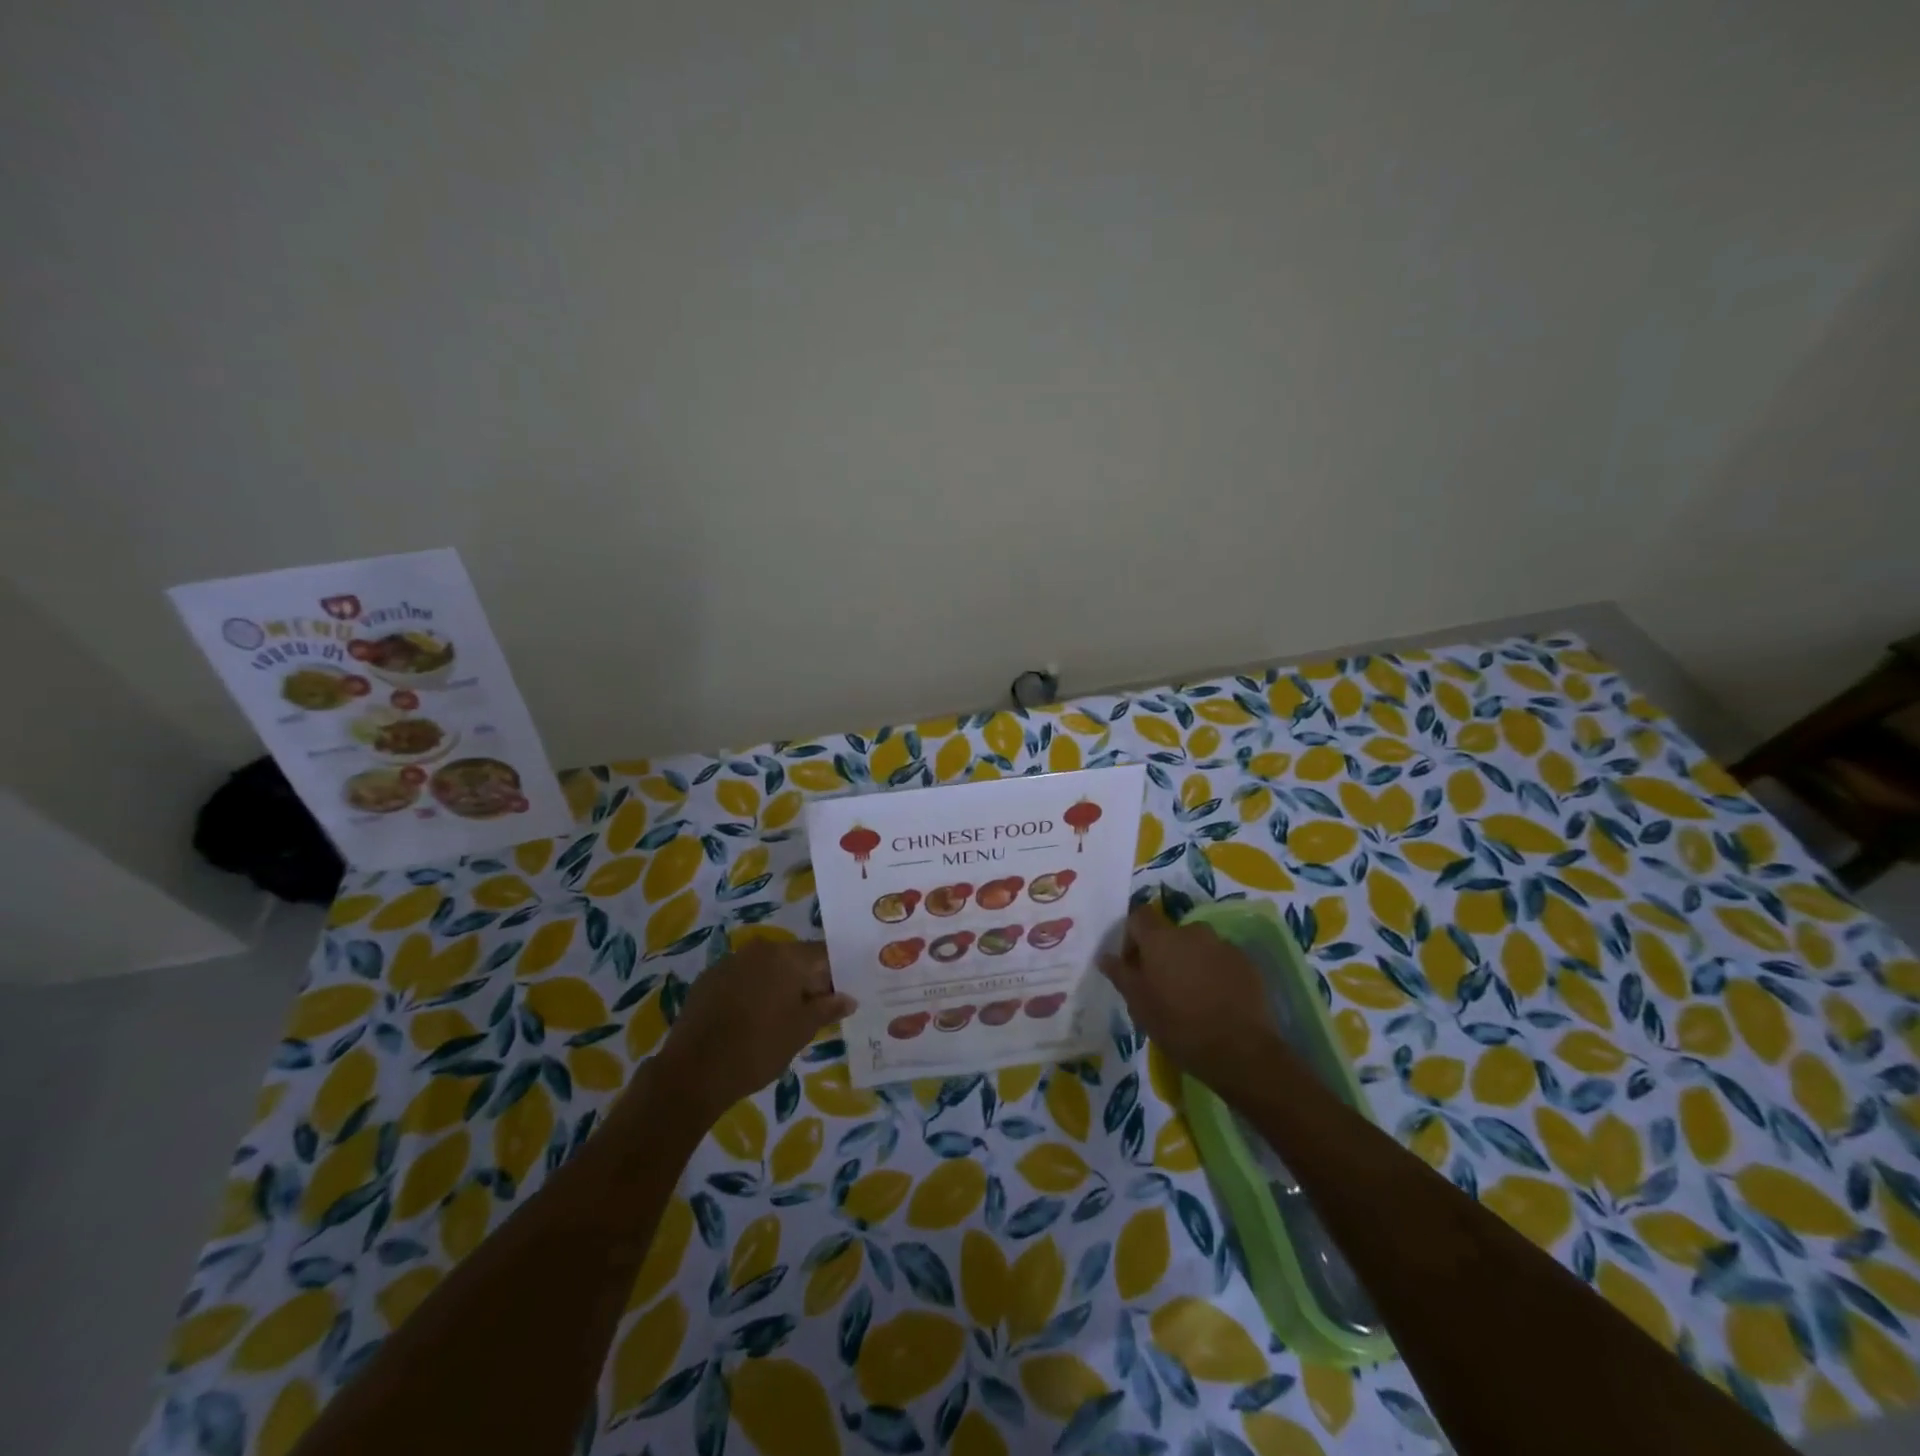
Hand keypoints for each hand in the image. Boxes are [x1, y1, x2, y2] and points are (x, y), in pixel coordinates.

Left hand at [654, 940, 854, 1118]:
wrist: (693, 1072)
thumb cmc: (758, 1048)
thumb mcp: (801, 1031)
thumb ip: (827, 1009)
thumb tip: (849, 998)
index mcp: (786, 956)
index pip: (822, 955)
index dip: (836, 974)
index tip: (841, 995)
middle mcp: (758, 950)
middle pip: (794, 959)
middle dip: (808, 981)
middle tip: (817, 1011)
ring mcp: (729, 963)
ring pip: (767, 969)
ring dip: (780, 987)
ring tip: (785, 1018)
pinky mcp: (708, 980)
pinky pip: (742, 979)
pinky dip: (753, 993)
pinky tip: (753, 1020)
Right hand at [1099, 906, 1285, 1104]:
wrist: (1241, 1051)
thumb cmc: (1179, 1025)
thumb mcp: (1139, 1004)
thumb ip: (1120, 974)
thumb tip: (1105, 956)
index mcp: (1161, 938)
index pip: (1139, 916)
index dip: (1132, 936)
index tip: (1132, 964)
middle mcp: (1192, 932)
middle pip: (1170, 933)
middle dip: (1163, 953)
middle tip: (1162, 985)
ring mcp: (1223, 945)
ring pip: (1197, 947)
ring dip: (1190, 962)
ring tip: (1192, 996)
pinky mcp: (1246, 963)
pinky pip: (1221, 960)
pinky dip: (1214, 973)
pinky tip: (1215, 1002)